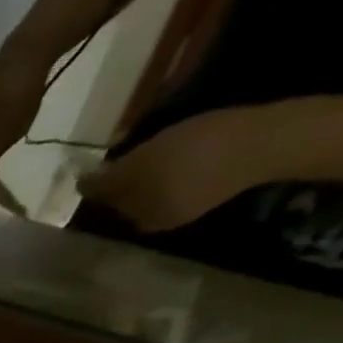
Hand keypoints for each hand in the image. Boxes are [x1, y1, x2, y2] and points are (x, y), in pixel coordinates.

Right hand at [78, 106, 280, 231]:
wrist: (257, 143)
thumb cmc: (199, 187)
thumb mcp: (160, 217)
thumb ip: (135, 217)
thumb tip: (123, 214)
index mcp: (122, 174)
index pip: (91, 183)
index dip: (87, 192)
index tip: (86, 198)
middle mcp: (139, 149)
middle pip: (119, 167)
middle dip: (118, 180)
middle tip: (124, 196)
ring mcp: (170, 132)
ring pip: (146, 155)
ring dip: (147, 169)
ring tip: (156, 184)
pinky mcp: (199, 124)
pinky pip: (174, 146)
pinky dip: (173, 159)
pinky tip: (186, 170)